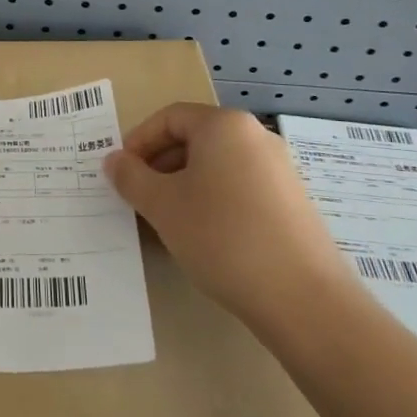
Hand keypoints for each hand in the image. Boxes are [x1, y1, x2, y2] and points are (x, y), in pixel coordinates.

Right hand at [105, 104, 353, 327]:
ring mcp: (279, 170)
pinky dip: (214, 201)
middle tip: (140, 198)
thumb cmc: (222, 237)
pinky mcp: (293, 202)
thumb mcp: (162, 206)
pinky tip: (206, 237)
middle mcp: (255, 136)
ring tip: (168, 221)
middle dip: (160, 165)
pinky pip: (241, 187)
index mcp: (224, 125)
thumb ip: (131, 177)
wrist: (303, 298)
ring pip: (217, 166)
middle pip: (195, 139)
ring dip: (185, 186)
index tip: (121, 173)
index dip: (138, 141)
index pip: (169, 118)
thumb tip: (114, 160)